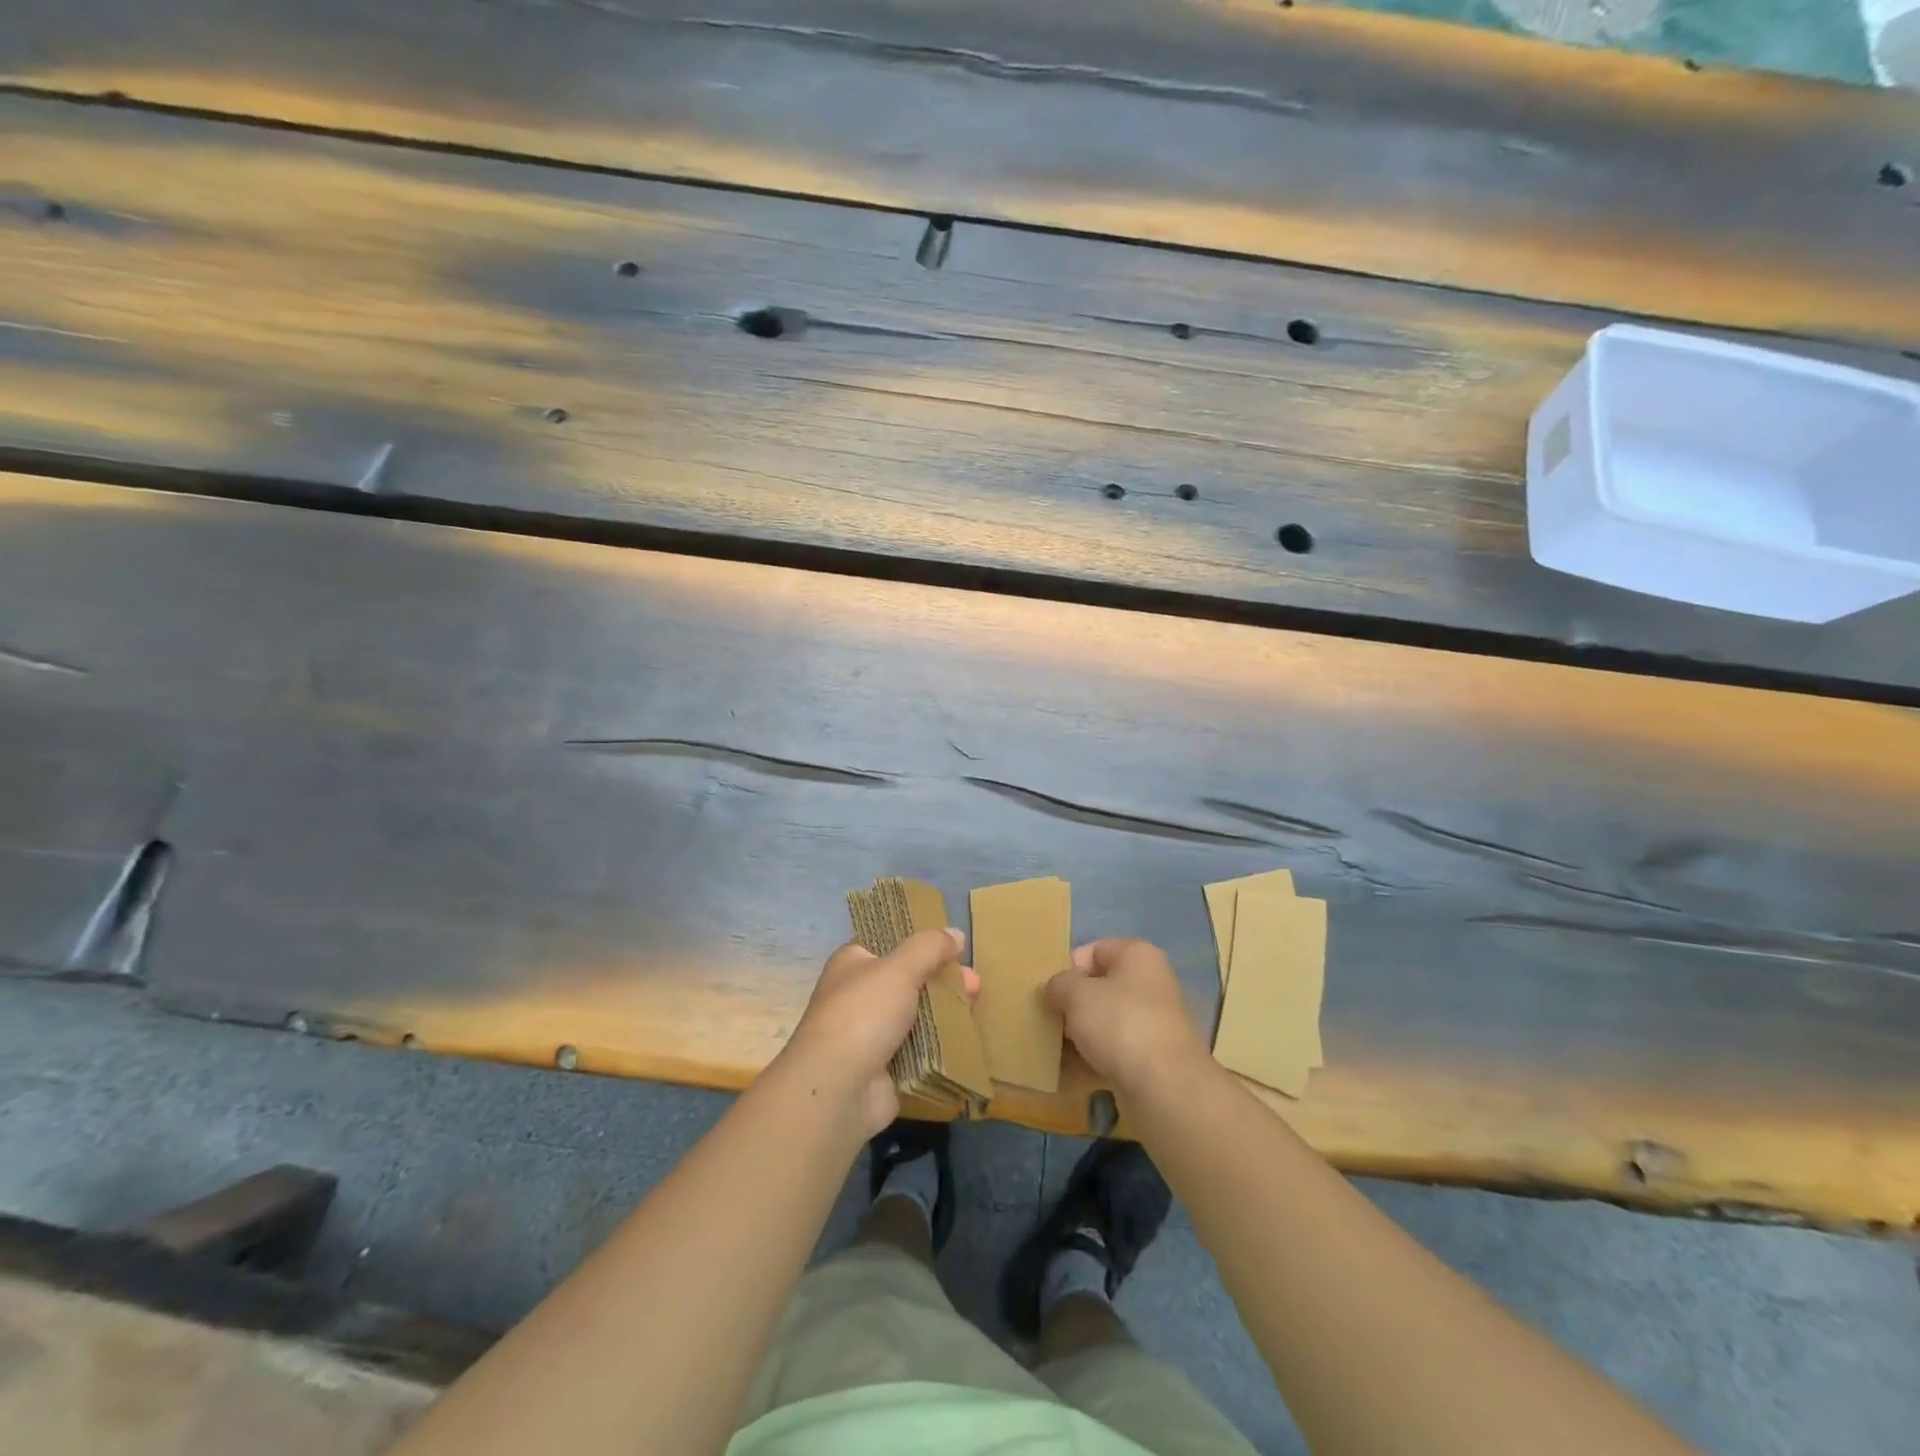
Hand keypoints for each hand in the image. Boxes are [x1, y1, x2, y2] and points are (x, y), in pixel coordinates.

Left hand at [776, 928, 976, 1136]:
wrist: (839, 1089)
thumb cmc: (863, 1014)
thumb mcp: (899, 968)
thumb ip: (929, 947)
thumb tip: (955, 933)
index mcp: (853, 963)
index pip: (888, 942)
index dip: (920, 941)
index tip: (952, 945)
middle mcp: (858, 994)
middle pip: (908, 979)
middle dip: (941, 979)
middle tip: (974, 982)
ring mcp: (871, 1033)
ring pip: (916, 1015)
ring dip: (945, 1012)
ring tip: (975, 1007)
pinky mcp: (886, 1067)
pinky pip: (919, 1048)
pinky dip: (940, 1044)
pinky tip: (967, 1038)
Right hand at [1045, 938, 1211, 1100]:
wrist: (1165, 1085)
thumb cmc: (1119, 1023)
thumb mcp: (1076, 995)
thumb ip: (1059, 984)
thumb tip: (1051, 987)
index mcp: (1138, 954)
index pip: (1094, 950)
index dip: (1070, 968)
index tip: (1052, 992)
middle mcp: (1153, 981)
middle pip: (1103, 986)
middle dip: (1076, 1003)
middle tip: (1053, 1020)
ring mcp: (1158, 1020)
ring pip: (1110, 1019)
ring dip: (1085, 1032)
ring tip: (1061, 1048)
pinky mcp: (1157, 1055)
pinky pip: (1119, 1048)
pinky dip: (1100, 1056)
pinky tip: (1079, 1070)